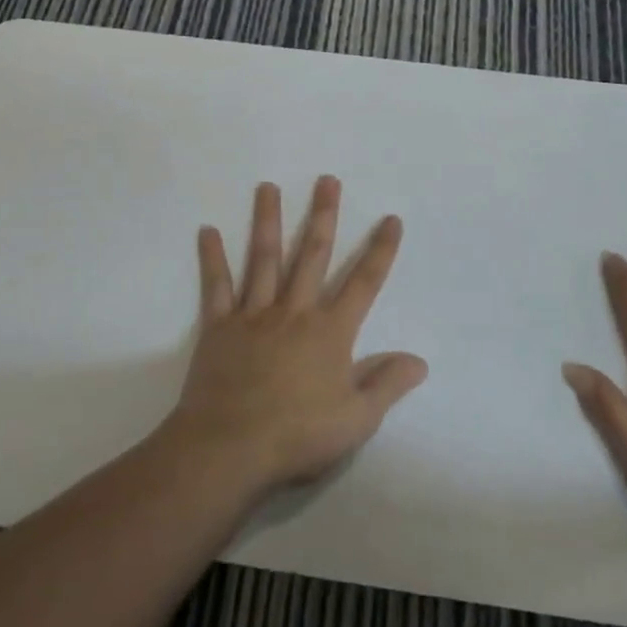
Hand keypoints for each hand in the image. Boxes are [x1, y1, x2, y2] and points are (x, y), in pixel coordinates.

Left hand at [164, 176, 428, 498]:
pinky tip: (206, 231)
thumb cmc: (297, 435)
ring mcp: (255, 314)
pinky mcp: (220, 325)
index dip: (380, 251)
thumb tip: (420, 360)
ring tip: (267, 187)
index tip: (390, 219)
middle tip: (327, 180)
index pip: (364, 283)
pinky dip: (212, 258)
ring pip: (264, 258)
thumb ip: (387, 385)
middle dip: (322, 215)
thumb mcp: (356, 420)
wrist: (230, 447)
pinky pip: (217, 286)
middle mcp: (295, 312)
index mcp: (330, 332)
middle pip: (312, 255)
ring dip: (268, 221)